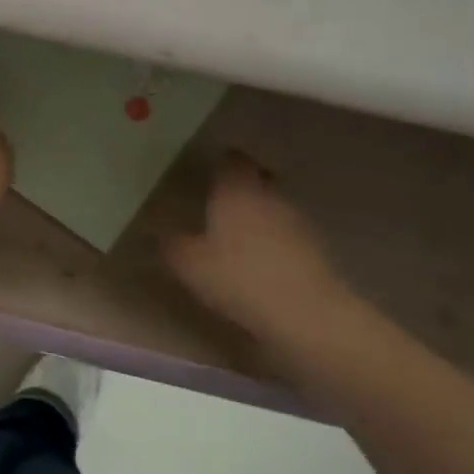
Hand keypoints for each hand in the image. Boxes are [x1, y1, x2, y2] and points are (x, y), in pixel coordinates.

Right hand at [164, 154, 357, 347]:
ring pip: (274, 205)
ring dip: (260, 215)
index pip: (232, 160)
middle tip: (219, 205)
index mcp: (236, 189)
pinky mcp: (316, 246)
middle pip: (257, 179)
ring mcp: (297, 219)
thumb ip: (171, 243)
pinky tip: (263, 262)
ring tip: (240, 237)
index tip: (208, 175)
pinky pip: (289, 232)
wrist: (305, 313)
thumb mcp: (189, 265)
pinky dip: (276, 240)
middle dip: (241, 189)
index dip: (221, 164)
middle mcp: (269, 194)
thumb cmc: (238, 277)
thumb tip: (156, 231)